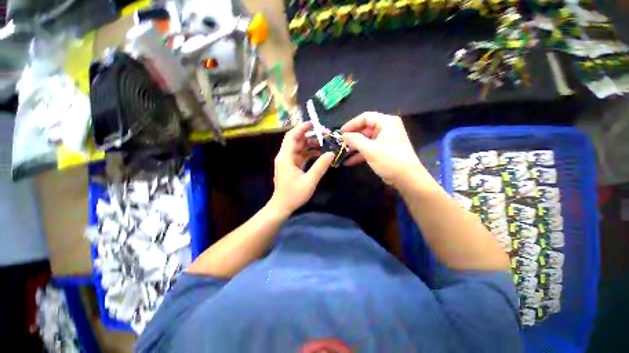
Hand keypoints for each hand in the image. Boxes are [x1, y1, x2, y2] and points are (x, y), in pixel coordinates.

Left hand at [270, 122, 333, 214]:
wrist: (282, 206)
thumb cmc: (293, 194)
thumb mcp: (309, 181)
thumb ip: (320, 166)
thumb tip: (331, 153)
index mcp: (286, 157)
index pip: (291, 137)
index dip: (301, 128)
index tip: (314, 124)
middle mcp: (285, 157)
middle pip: (296, 141)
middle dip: (309, 136)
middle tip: (324, 135)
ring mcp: (288, 161)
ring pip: (299, 148)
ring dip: (310, 145)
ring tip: (324, 144)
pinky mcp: (291, 166)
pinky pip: (300, 155)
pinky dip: (309, 153)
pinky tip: (319, 154)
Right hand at [341, 112, 428, 188]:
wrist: (407, 179)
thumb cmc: (389, 160)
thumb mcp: (370, 149)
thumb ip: (355, 140)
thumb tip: (343, 135)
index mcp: (386, 123)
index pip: (365, 117)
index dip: (352, 124)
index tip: (340, 133)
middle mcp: (386, 129)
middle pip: (365, 130)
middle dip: (352, 138)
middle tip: (340, 145)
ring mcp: (385, 141)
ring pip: (365, 141)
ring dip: (354, 148)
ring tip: (341, 154)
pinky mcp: (383, 151)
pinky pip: (369, 149)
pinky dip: (360, 155)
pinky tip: (348, 162)